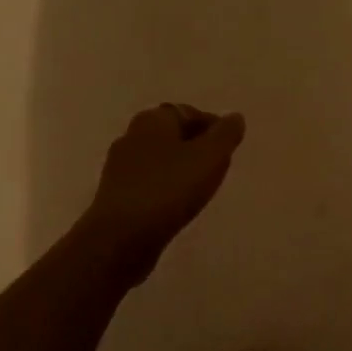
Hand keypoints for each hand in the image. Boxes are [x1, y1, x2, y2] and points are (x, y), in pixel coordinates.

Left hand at [79, 104, 245, 284]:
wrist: (121, 237)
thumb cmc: (169, 189)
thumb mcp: (209, 157)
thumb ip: (225, 135)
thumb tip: (235, 117)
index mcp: (153, 120)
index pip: (188, 112)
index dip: (212, 126)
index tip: (229, 146)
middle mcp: (132, 137)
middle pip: (171, 135)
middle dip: (195, 146)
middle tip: (219, 165)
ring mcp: (120, 168)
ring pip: (159, 160)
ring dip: (180, 168)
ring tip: (202, 187)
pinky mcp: (116, 196)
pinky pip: (149, 183)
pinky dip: (166, 187)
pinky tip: (178, 204)